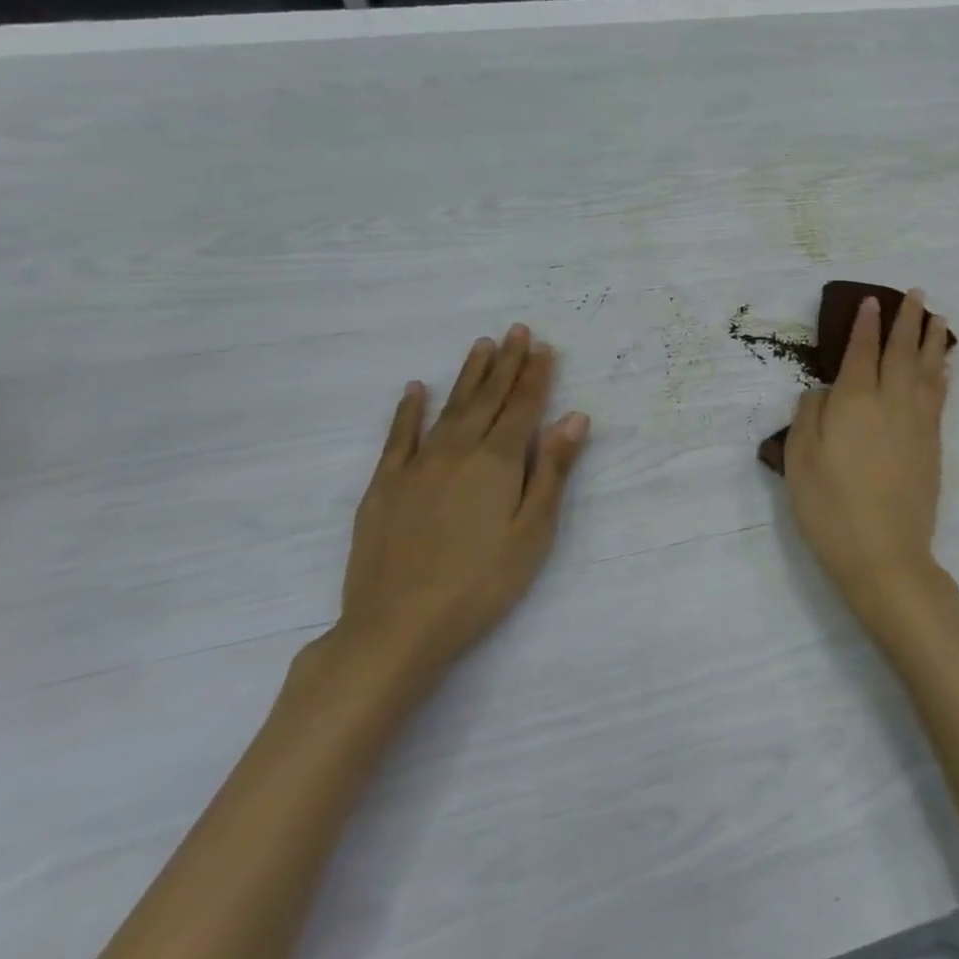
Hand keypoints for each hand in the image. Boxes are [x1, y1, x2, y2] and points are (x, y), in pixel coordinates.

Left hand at [332, 325, 588, 685]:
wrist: (396, 628)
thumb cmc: (481, 583)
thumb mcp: (533, 531)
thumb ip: (552, 470)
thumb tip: (574, 417)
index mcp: (498, 461)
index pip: (523, 407)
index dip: (536, 376)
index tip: (545, 347)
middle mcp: (458, 451)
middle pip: (488, 398)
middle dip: (506, 363)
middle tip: (518, 330)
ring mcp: (416, 466)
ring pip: (449, 408)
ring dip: (468, 375)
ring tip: (482, 345)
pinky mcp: (384, 486)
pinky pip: (399, 437)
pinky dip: (409, 410)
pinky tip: (416, 389)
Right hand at [783, 292, 952, 636]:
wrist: (884, 554)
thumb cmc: (830, 508)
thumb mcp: (799, 460)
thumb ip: (809, 415)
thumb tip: (824, 391)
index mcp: (854, 401)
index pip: (862, 351)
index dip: (867, 325)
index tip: (873, 301)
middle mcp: (890, 402)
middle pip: (902, 351)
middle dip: (908, 320)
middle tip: (916, 294)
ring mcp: (917, 422)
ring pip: (927, 369)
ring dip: (932, 340)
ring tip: (937, 317)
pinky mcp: (932, 444)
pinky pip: (939, 396)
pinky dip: (942, 374)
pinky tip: (945, 365)